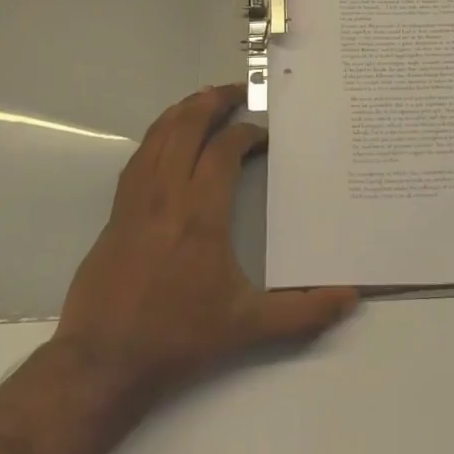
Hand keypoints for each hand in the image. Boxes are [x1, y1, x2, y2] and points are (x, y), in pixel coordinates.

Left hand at [53, 84, 359, 404]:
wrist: (102, 362)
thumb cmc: (178, 337)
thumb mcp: (247, 327)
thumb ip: (302, 313)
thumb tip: (350, 299)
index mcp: (201, 214)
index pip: (224, 150)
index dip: (246, 134)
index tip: (263, 136)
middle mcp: (167, 195)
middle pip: (186, 127)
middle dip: (212, 101)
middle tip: (236, 91)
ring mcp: (136, 200)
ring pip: (158, 135)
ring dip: (183, 111)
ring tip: (205, 100)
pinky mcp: (116, 212)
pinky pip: (139, 157)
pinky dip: (158, 135)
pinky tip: (168, 139)